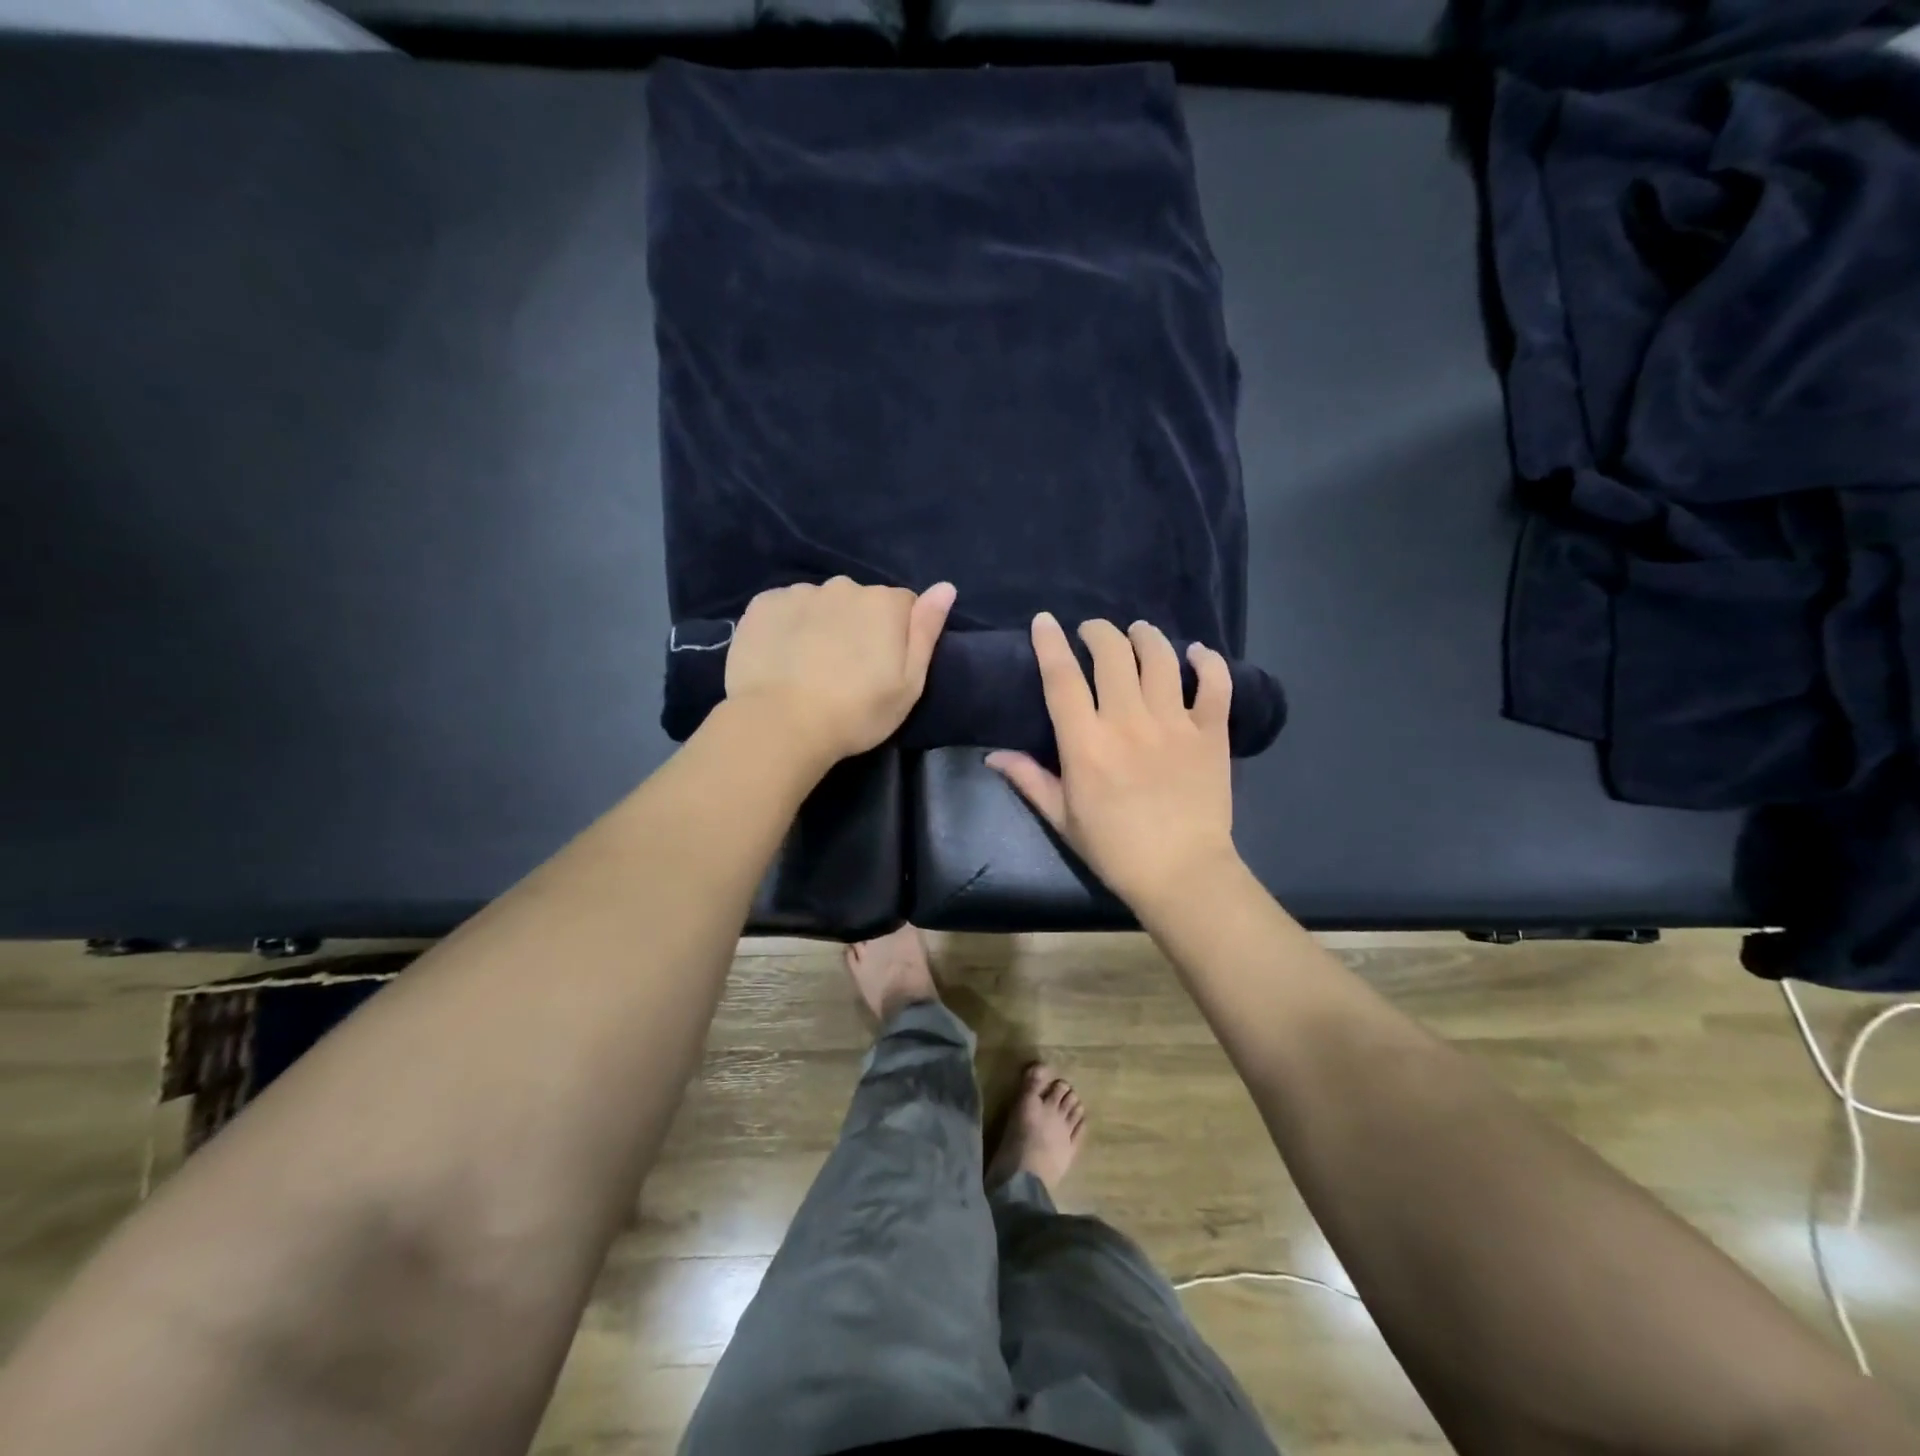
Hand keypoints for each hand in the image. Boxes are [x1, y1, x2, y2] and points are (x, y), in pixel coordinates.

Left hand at [725, 576, 956, 763]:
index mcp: (884, 603)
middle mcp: (844, 586)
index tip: (884, 666)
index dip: (897, 634)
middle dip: (858, 625)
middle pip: (860, 601)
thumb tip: (945, 587)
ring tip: (810, 667)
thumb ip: (926, 631)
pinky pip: (784, 609)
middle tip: (846, 670)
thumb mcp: (909, 684)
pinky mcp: (763, 605)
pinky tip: (782, 658)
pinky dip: (786, 626)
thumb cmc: (856, 712)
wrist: (781, 724)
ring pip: (820, 603)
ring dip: (821, 624)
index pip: (903, 605)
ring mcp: (799, 593)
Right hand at [987, 614, 1238, 910]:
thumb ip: (1029, 780)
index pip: (1062, 678)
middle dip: (1099, 632)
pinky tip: (1196, 653)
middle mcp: (1128, 722)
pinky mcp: (1211, 733)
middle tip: (1093, 631)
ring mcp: (1174, 724)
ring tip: (1138, 631)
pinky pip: (1215, 684)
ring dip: (1145, 636)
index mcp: (1086, 743)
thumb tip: (994, 755)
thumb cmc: (1114, 849)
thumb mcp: (1062, 818)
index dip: (1050, 643)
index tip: (1045, 620)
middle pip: (1112, 655)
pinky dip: (1208, 662)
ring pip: (1160, 659)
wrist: (1182, 873)